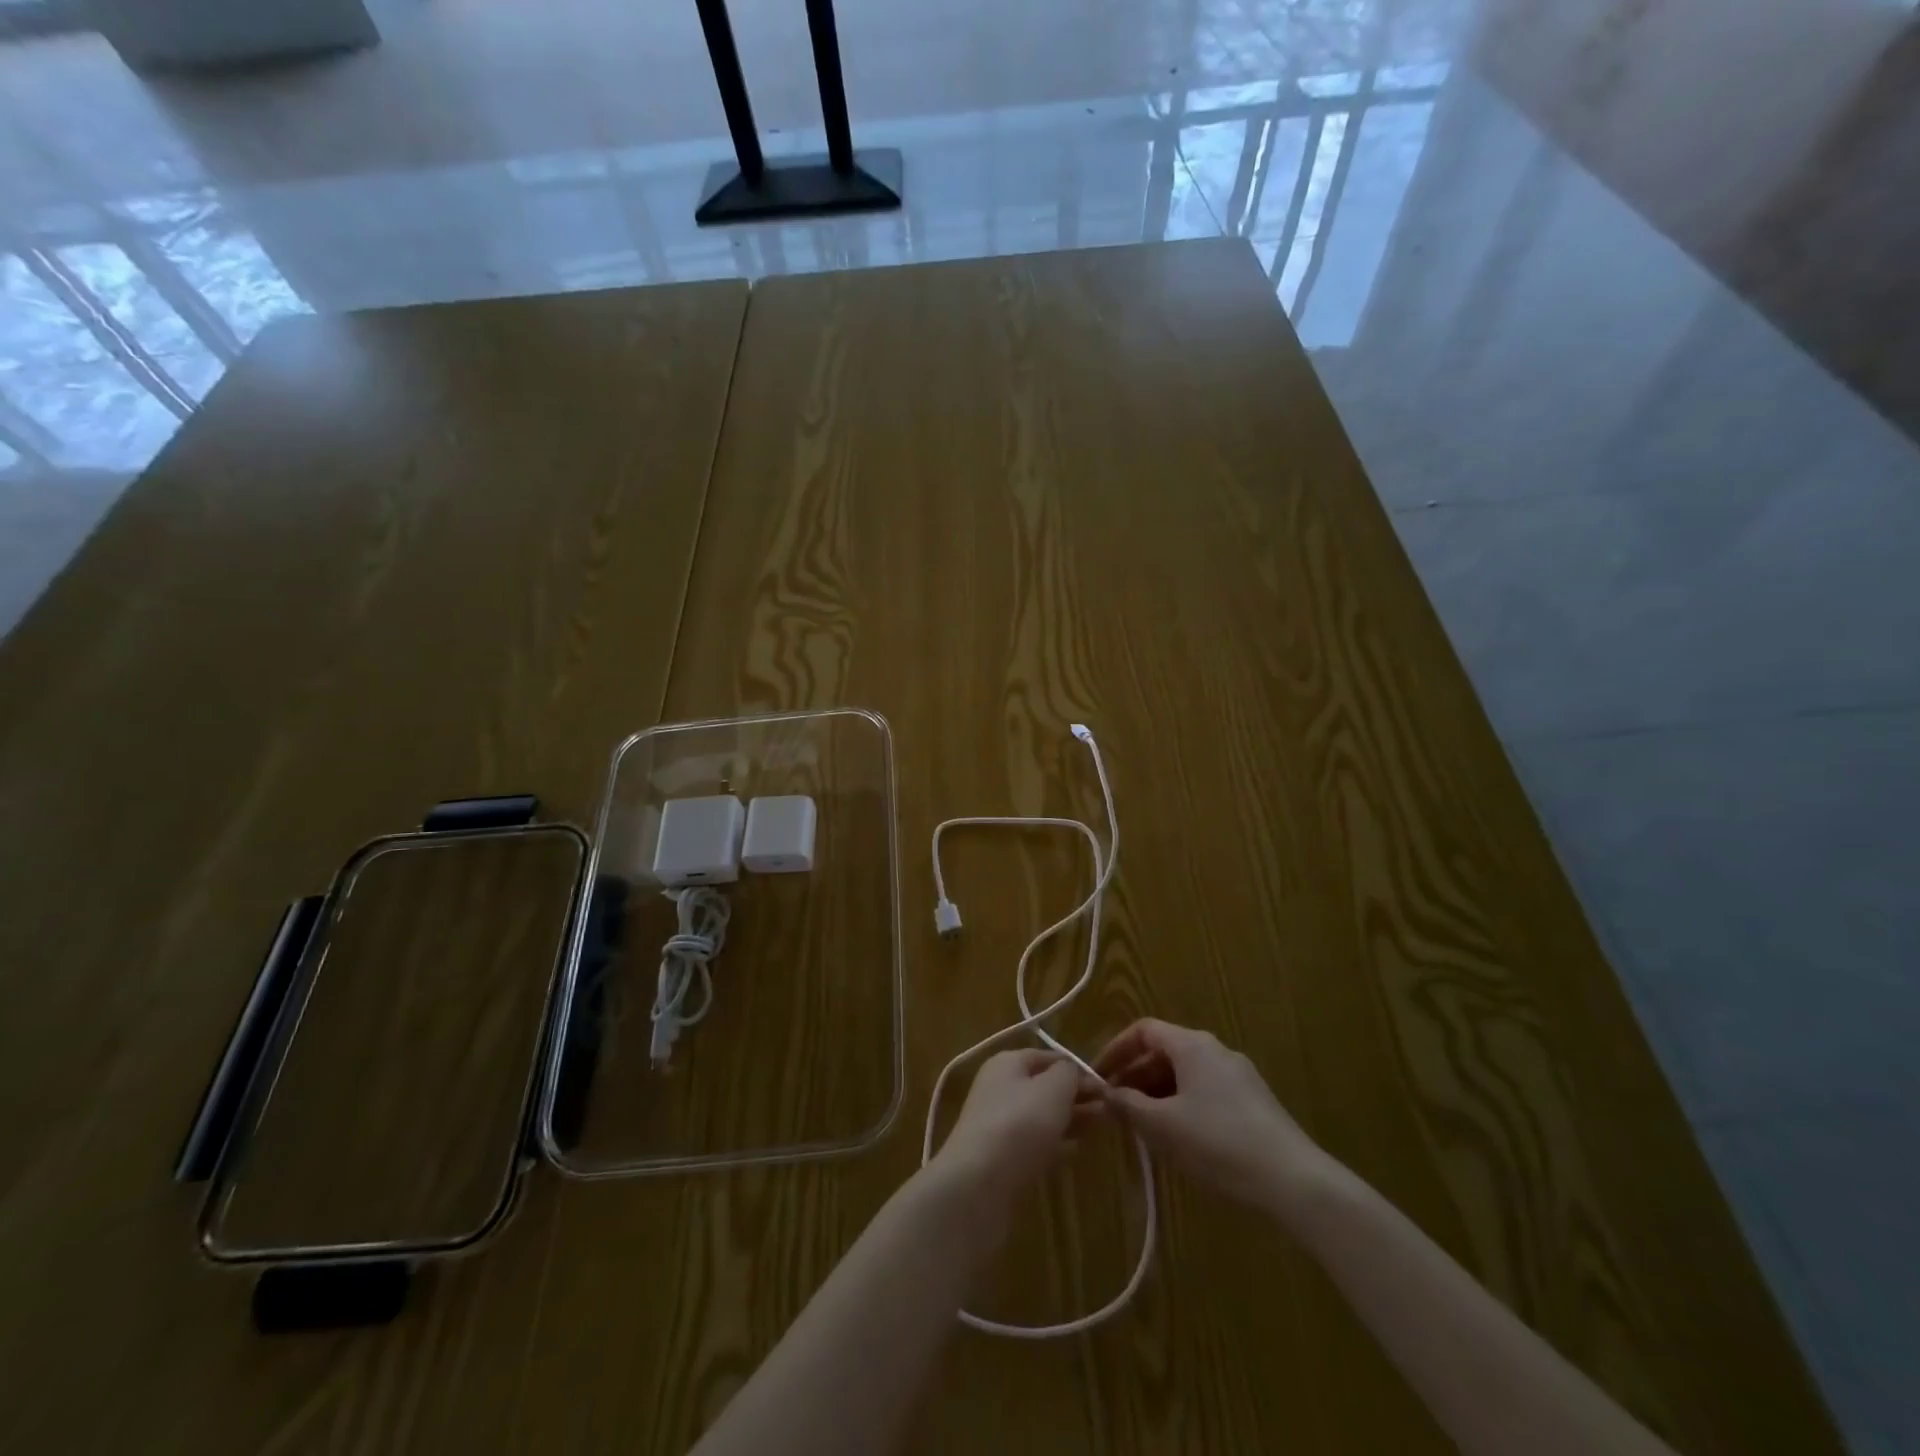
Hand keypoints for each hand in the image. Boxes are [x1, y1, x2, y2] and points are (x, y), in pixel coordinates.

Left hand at [932, 1049, 1098, 1202]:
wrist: (978, 1184)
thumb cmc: (1019, 1124)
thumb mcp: (1053, 1088)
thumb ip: (1069, 1074)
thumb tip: (1074, 1072)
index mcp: (1007, 1063)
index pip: (1049, 1057)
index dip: (1078, 1068)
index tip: (1107, 1086)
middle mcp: (999, 1087)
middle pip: (1045, 1086)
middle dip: (1077, 1096)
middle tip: (1110, 1110)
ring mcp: (998, 1123)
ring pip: (1042, 1115)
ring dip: (1070, 1119)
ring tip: (1101, 1127)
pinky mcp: (1001, 1156)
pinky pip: (1034, 1142)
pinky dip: (1056, 1143)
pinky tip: (1076, 1151)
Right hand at [1093, 1019, 1326, 1208]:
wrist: (1294, 1181)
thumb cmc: (1219, 1142)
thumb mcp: (1163, 1126)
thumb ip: (1127, 1105)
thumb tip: (1104, 1093)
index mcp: (1192, 1045)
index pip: (1143, 1030)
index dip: (1115, 1050)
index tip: (1097, 1078)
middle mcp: (1215, 1050)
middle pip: (1163, 1052)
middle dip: (1134, 1077)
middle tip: (1114, 1108)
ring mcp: (1238, 1076)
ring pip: (1184, 1074)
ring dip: (1156, 1094)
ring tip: (1141, 1127)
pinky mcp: (1253, 1102)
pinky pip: (1204, 1092)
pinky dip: (1181, 1105)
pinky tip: (1178, 1139)